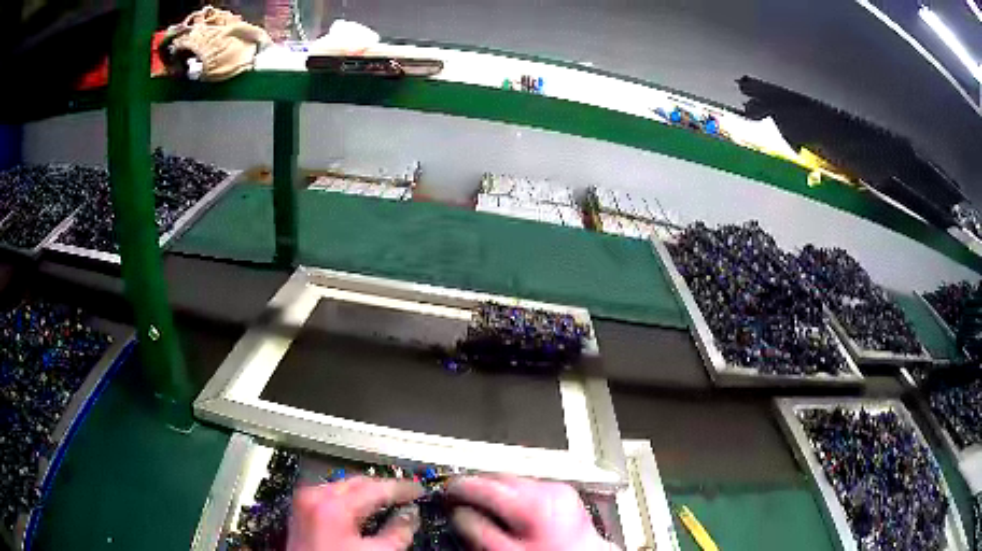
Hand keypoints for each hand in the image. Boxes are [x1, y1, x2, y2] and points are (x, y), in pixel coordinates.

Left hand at [287, 476, 422, 550]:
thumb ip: (398, 533)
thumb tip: (410, 516)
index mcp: (333, 505)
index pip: (376, 488)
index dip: (402, 488)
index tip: (418, 491)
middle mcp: (315, 496)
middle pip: (357, 482)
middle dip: (383, 487)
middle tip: (406, 495)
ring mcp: (305, 501)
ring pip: (343, 485)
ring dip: (366, 491)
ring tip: (387, 500)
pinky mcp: (301, 509)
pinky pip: (330, 494)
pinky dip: (349, 498)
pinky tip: (362, 507)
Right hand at [447, 475, 614, 550]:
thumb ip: (479, 530)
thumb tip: (459, 512)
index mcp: (532, 503)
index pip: (485, 484)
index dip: (460, 486)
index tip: (447, 489)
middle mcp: (547, 489)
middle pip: (500, 477)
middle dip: (478, 485)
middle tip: (460, 497)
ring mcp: (558, 489)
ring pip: (514, 479)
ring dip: (496, 488)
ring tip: (483, 504)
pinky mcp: (564, 492)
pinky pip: (530, 485)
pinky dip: (515, 492)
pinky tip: (508, 508)